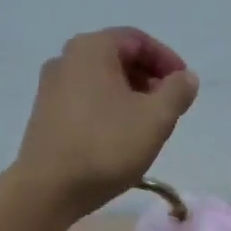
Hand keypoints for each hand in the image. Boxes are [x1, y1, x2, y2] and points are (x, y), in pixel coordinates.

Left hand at [16, 28, 199, 219]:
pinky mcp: (45, 116)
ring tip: (149, 126)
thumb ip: (177, 91)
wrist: (48, 189)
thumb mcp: (155, 118)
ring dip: (130, 97)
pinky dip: (109, 110)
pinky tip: (120, 138)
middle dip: (149, 79)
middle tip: (170, 107)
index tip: (185, 86)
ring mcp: (50, 88)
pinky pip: (85, 101)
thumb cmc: (106, 146)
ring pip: (101, 82)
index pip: (138, 40)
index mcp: (91, 49)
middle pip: (118, 58)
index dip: (167, 60)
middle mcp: (65, 60)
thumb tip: (185, 78)